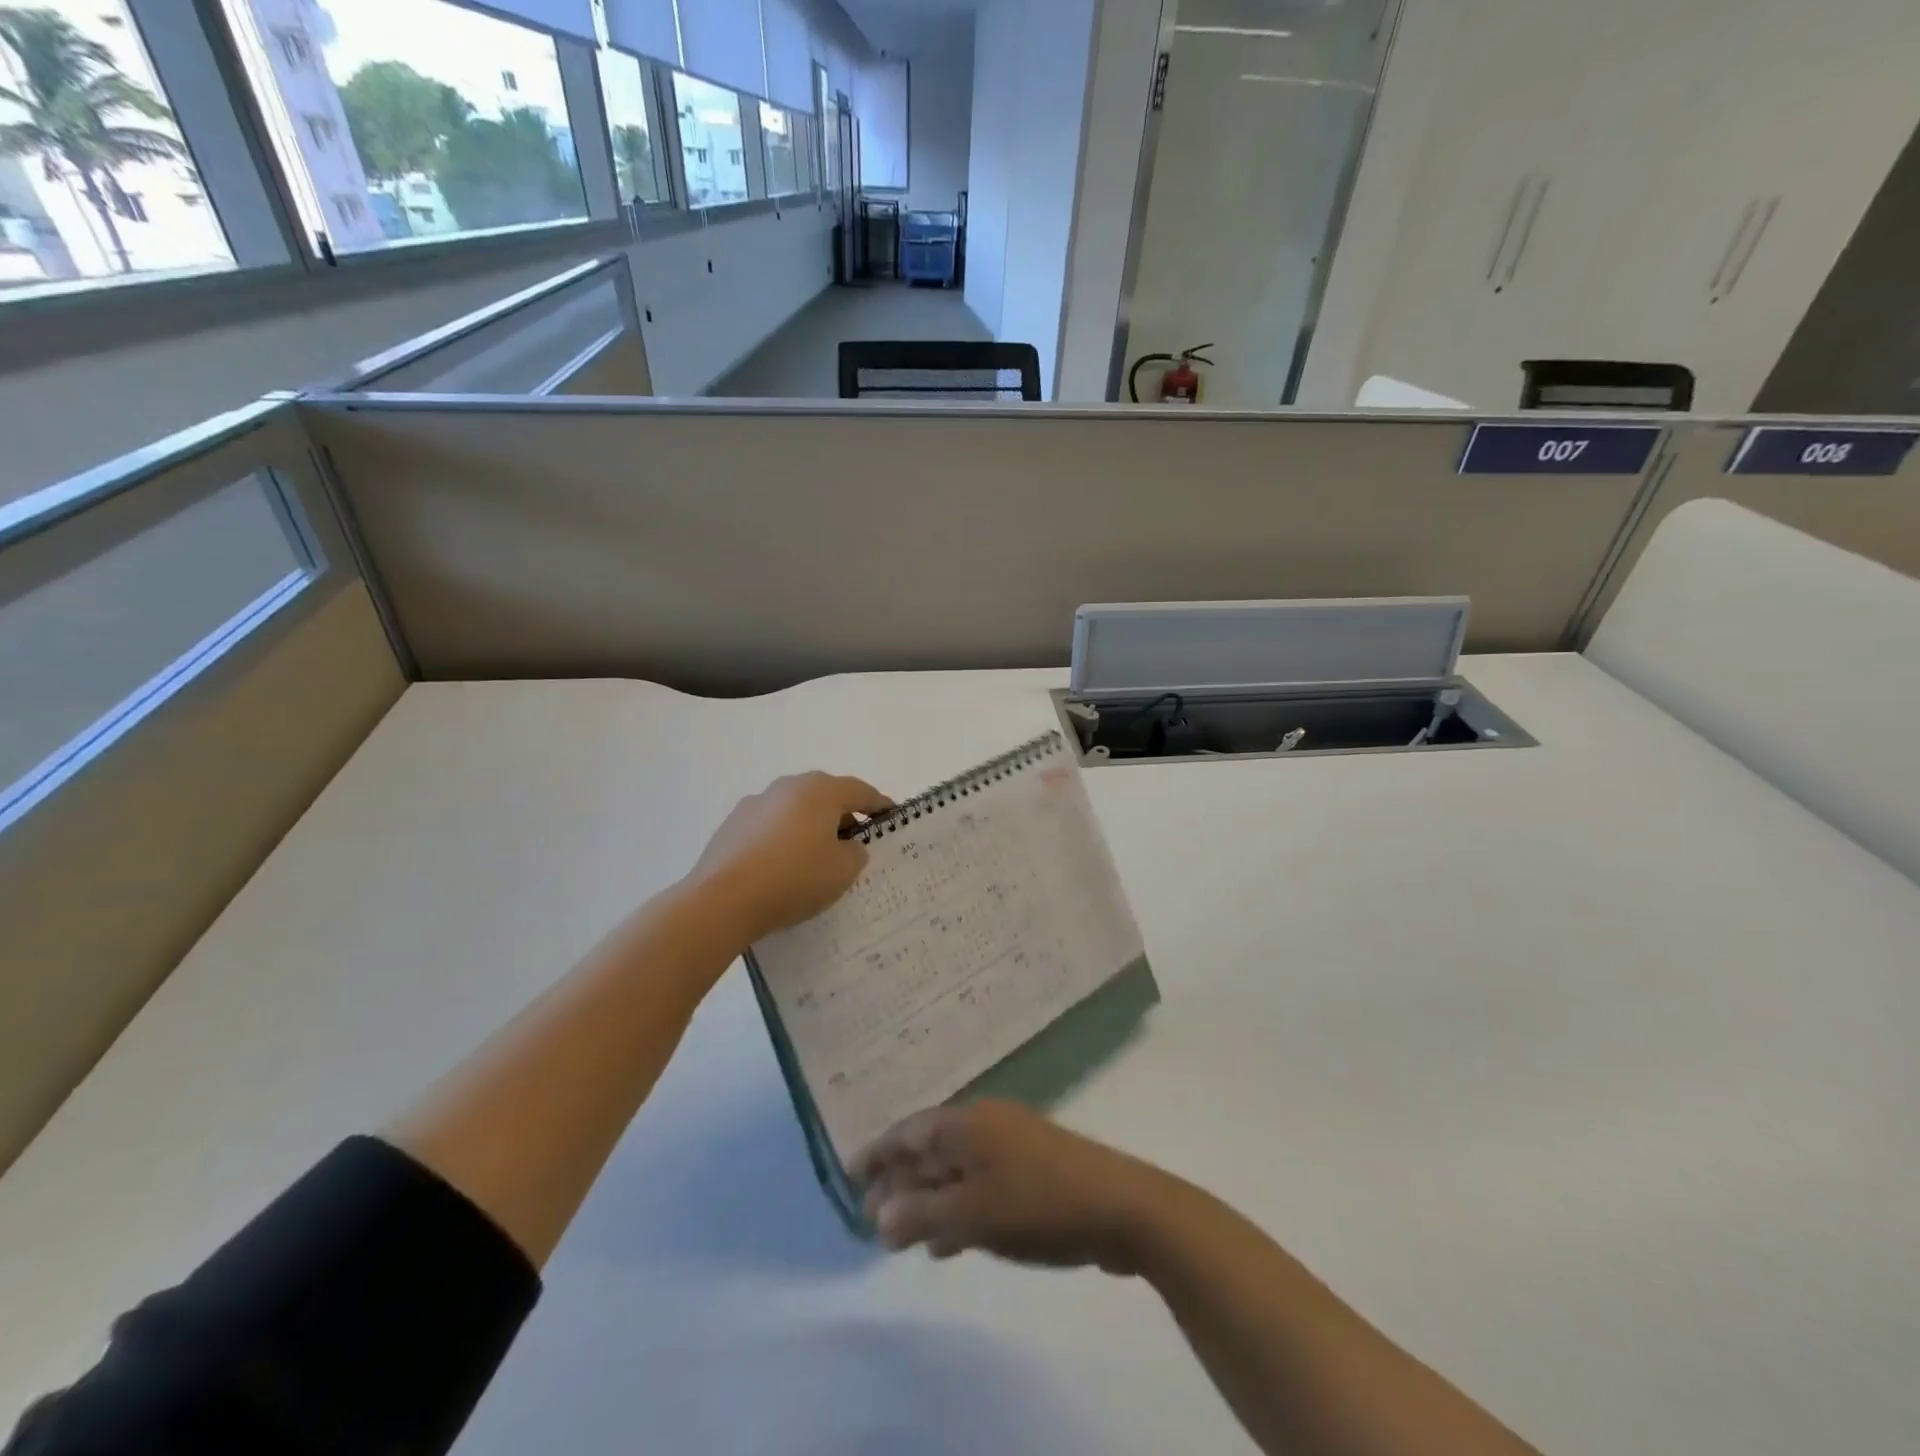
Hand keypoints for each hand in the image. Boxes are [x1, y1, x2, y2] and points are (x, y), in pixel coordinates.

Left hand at [686, 772, 892, 945]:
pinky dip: (784, 839)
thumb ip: (855, 852)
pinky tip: (783, 867)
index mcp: (820, 791)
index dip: (879, 804)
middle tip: (855, 841)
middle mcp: (787, 787)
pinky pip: (770, 827)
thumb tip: (846, 845)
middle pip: (826, 796)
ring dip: (811, 826)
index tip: (891, 816)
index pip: (861, 791)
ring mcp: (755, 804)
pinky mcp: (732, 825)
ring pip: (795, 810)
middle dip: (843, 815)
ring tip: (817, 857)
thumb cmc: (794, 879)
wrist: (721, 900)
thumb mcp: (843, 870)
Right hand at [852, 1101, 1166, 1272]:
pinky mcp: (1032, 1169)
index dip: (877, 1152)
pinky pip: (980, 1183)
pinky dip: (959, 1207)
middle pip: (930, 1147)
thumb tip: (879, 1215)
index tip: (849, 1176)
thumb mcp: (973, 1213)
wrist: (1120, 1206)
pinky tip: (950, 1242)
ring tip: (903, 1238)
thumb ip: (922, 1214)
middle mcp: (985, 1123)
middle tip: (872, 1217)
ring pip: (955, 1168)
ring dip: (928, 1198)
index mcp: (967, 1123)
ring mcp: (1011, 1144)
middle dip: (900, 1180)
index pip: (909, 1130)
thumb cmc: (1038, 1203)